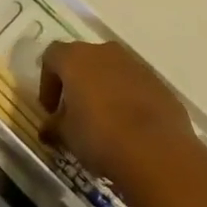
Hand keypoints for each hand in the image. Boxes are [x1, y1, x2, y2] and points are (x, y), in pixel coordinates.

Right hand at [39, 38, 196, 189]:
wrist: (158, 153)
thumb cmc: (100, 137)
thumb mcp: (67, 136)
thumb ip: (54, 127)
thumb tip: (48, 129)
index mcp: (76, 58)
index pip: (52, 57)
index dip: (47, 82)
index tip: (50, 110)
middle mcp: (105, 52)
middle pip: (83, 60)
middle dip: (76, 83)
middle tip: (74, 113)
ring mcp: (135, 65)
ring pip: (111, 70)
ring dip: (103, 89)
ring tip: (103, 121)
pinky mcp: (159, 84)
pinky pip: (135, 86)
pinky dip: (127, 99)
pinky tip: (129, 127)